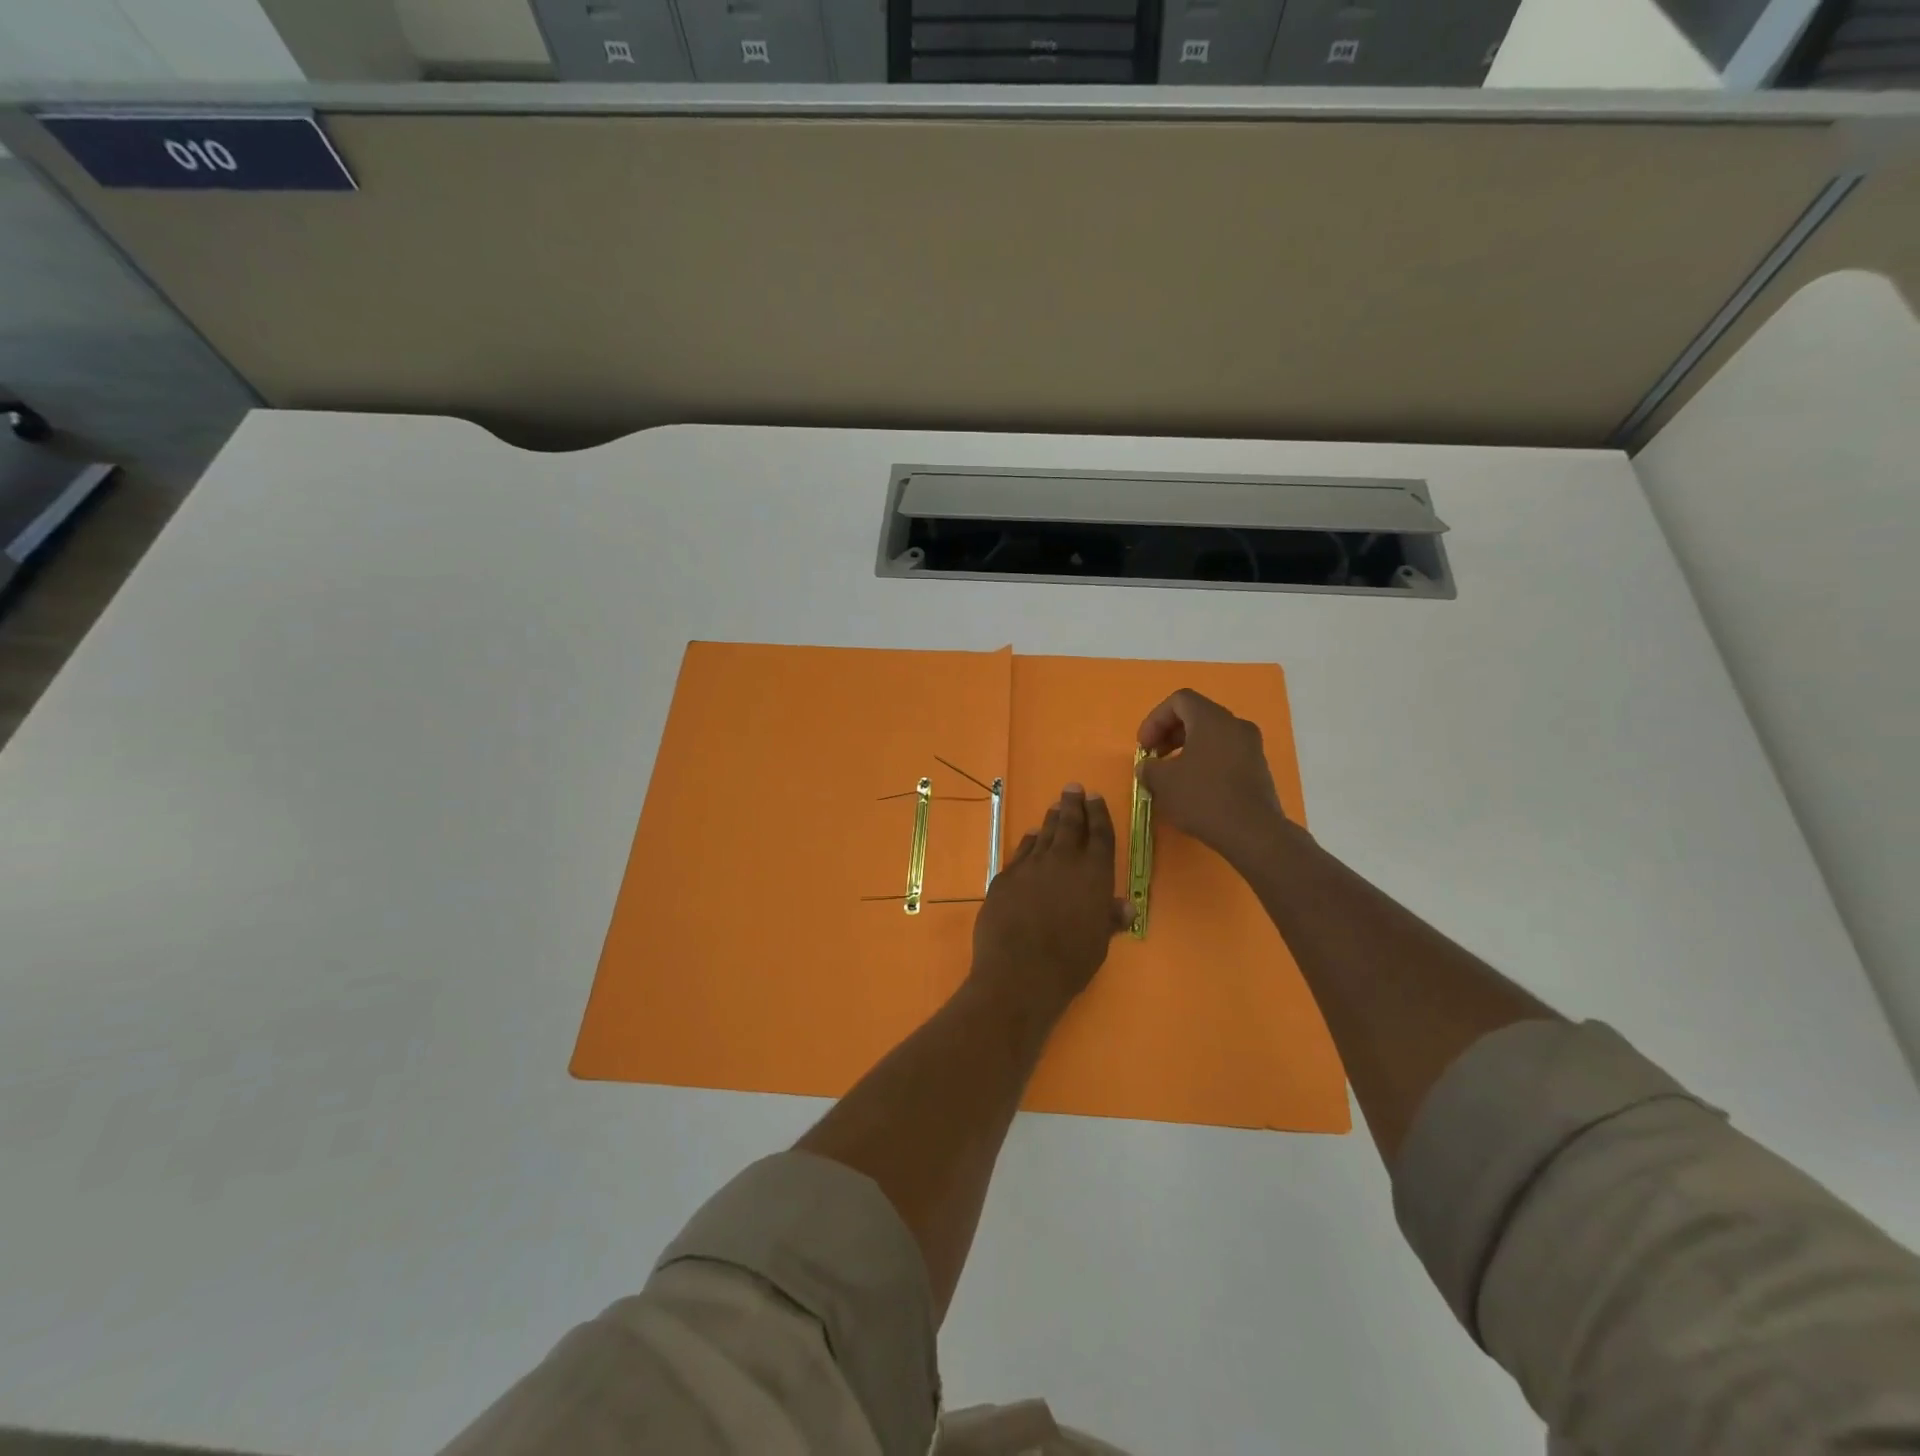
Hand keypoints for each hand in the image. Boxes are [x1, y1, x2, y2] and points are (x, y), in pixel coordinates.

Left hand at [971, 785, 1130, 1014]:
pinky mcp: (1005, 877)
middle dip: (1073, 805)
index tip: (1095, 798)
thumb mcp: (1099, 943)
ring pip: (1044, 834)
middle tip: (1073, 788)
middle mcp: (1063, 862)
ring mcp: (1031, 867)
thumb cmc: (1070, 963)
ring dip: (1051, 820)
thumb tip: (1125, 906)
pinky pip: (1021, 852)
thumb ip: (1109, 918)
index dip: (1099, 814)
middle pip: (1070, 825)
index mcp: (1093, 875)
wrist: (1019, 972)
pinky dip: (1029, 842)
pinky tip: (1031, 837)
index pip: (1100, 835)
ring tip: (1056, 808)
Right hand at [1136, 689, 1297, 865]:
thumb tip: (1148, 766)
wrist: (1253, 833)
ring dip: (1186, 748)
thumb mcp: (1163, 782)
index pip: (1179, 700)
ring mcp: (1251, 746)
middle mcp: (1235, 725)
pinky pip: (1225, 753)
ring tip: (1171, 775)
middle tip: (1154, 758)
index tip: (1144, 746)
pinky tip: (1194, 787)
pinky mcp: (1258, 768)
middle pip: (1196, 715)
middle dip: (1169, 733)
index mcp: (1212, 719)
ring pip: (1212, 735)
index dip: (1155, 719)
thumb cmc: (1203, 798)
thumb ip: (1149, 767)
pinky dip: (1205, 761)